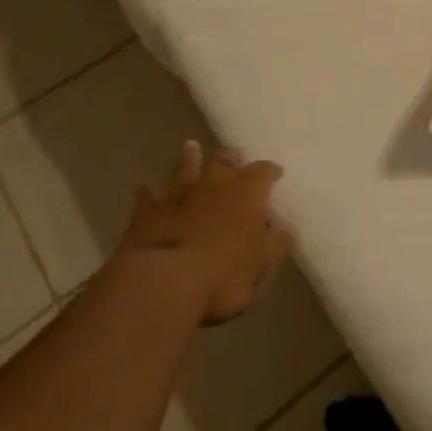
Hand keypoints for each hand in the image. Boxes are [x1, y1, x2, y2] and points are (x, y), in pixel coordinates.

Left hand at [120, 141, 291, 324]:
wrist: (164, 282)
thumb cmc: (223, 277)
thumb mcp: (261, 266)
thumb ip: (274, 243)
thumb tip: (284, 227)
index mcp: (246, 195)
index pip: (263, 172)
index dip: (270, 171)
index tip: (275, 172)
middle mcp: (214, 184)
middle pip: (224, 160)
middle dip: (231, 157)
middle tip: (234, 156)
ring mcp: (179, 194)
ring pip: (186, 166)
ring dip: (190, 157)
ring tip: (192, 147)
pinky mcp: (148, 210)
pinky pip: (148, 195)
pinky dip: (150, 191)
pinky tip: (146, 188)